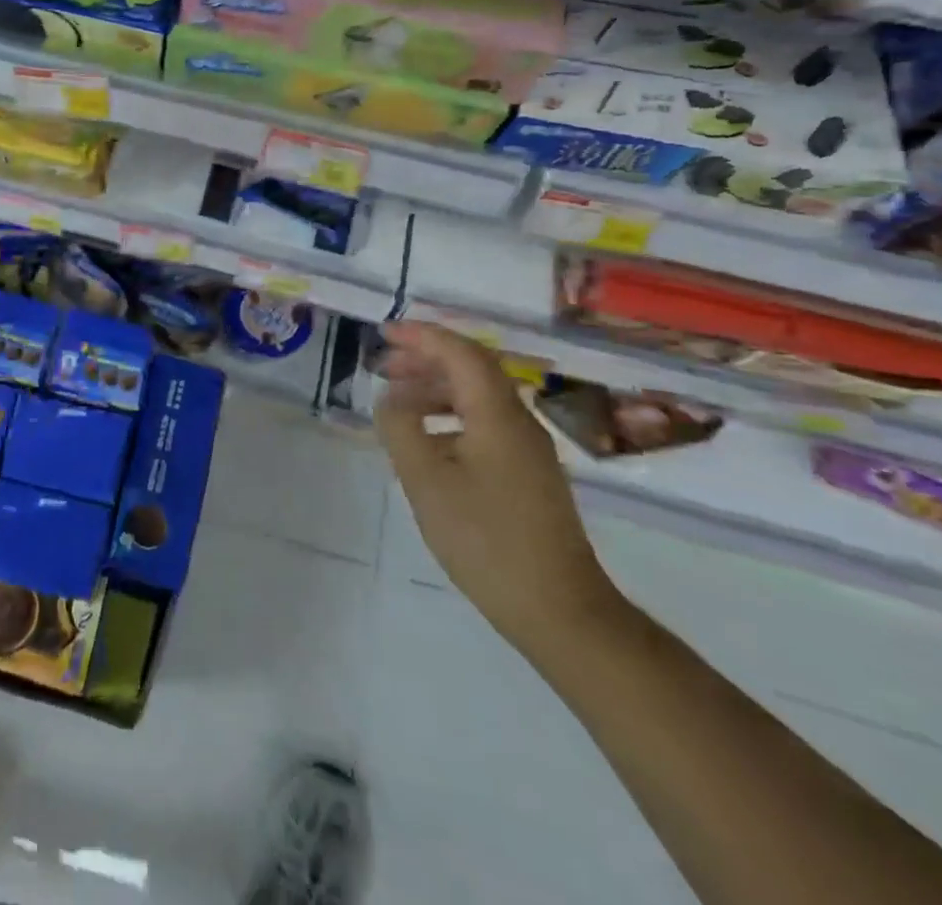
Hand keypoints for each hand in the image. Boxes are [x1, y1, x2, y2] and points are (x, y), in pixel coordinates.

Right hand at [374, 322, 626, 653]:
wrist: (558, 608)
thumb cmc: (484, 537)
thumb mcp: (425, 478)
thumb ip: (401, 427)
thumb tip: (392, 399)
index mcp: (497, 414)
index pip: (460, 352)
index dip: (421, 336)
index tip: (385, 332)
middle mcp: (518, 421)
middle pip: (472, 369)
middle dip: (426, 358)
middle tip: (383, 364)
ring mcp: (528, 450)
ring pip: (478, 397)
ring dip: (436, 387)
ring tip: (397, 400)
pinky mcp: (528, 475)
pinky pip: (484, 423)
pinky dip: (449, 415)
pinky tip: (426, 440)